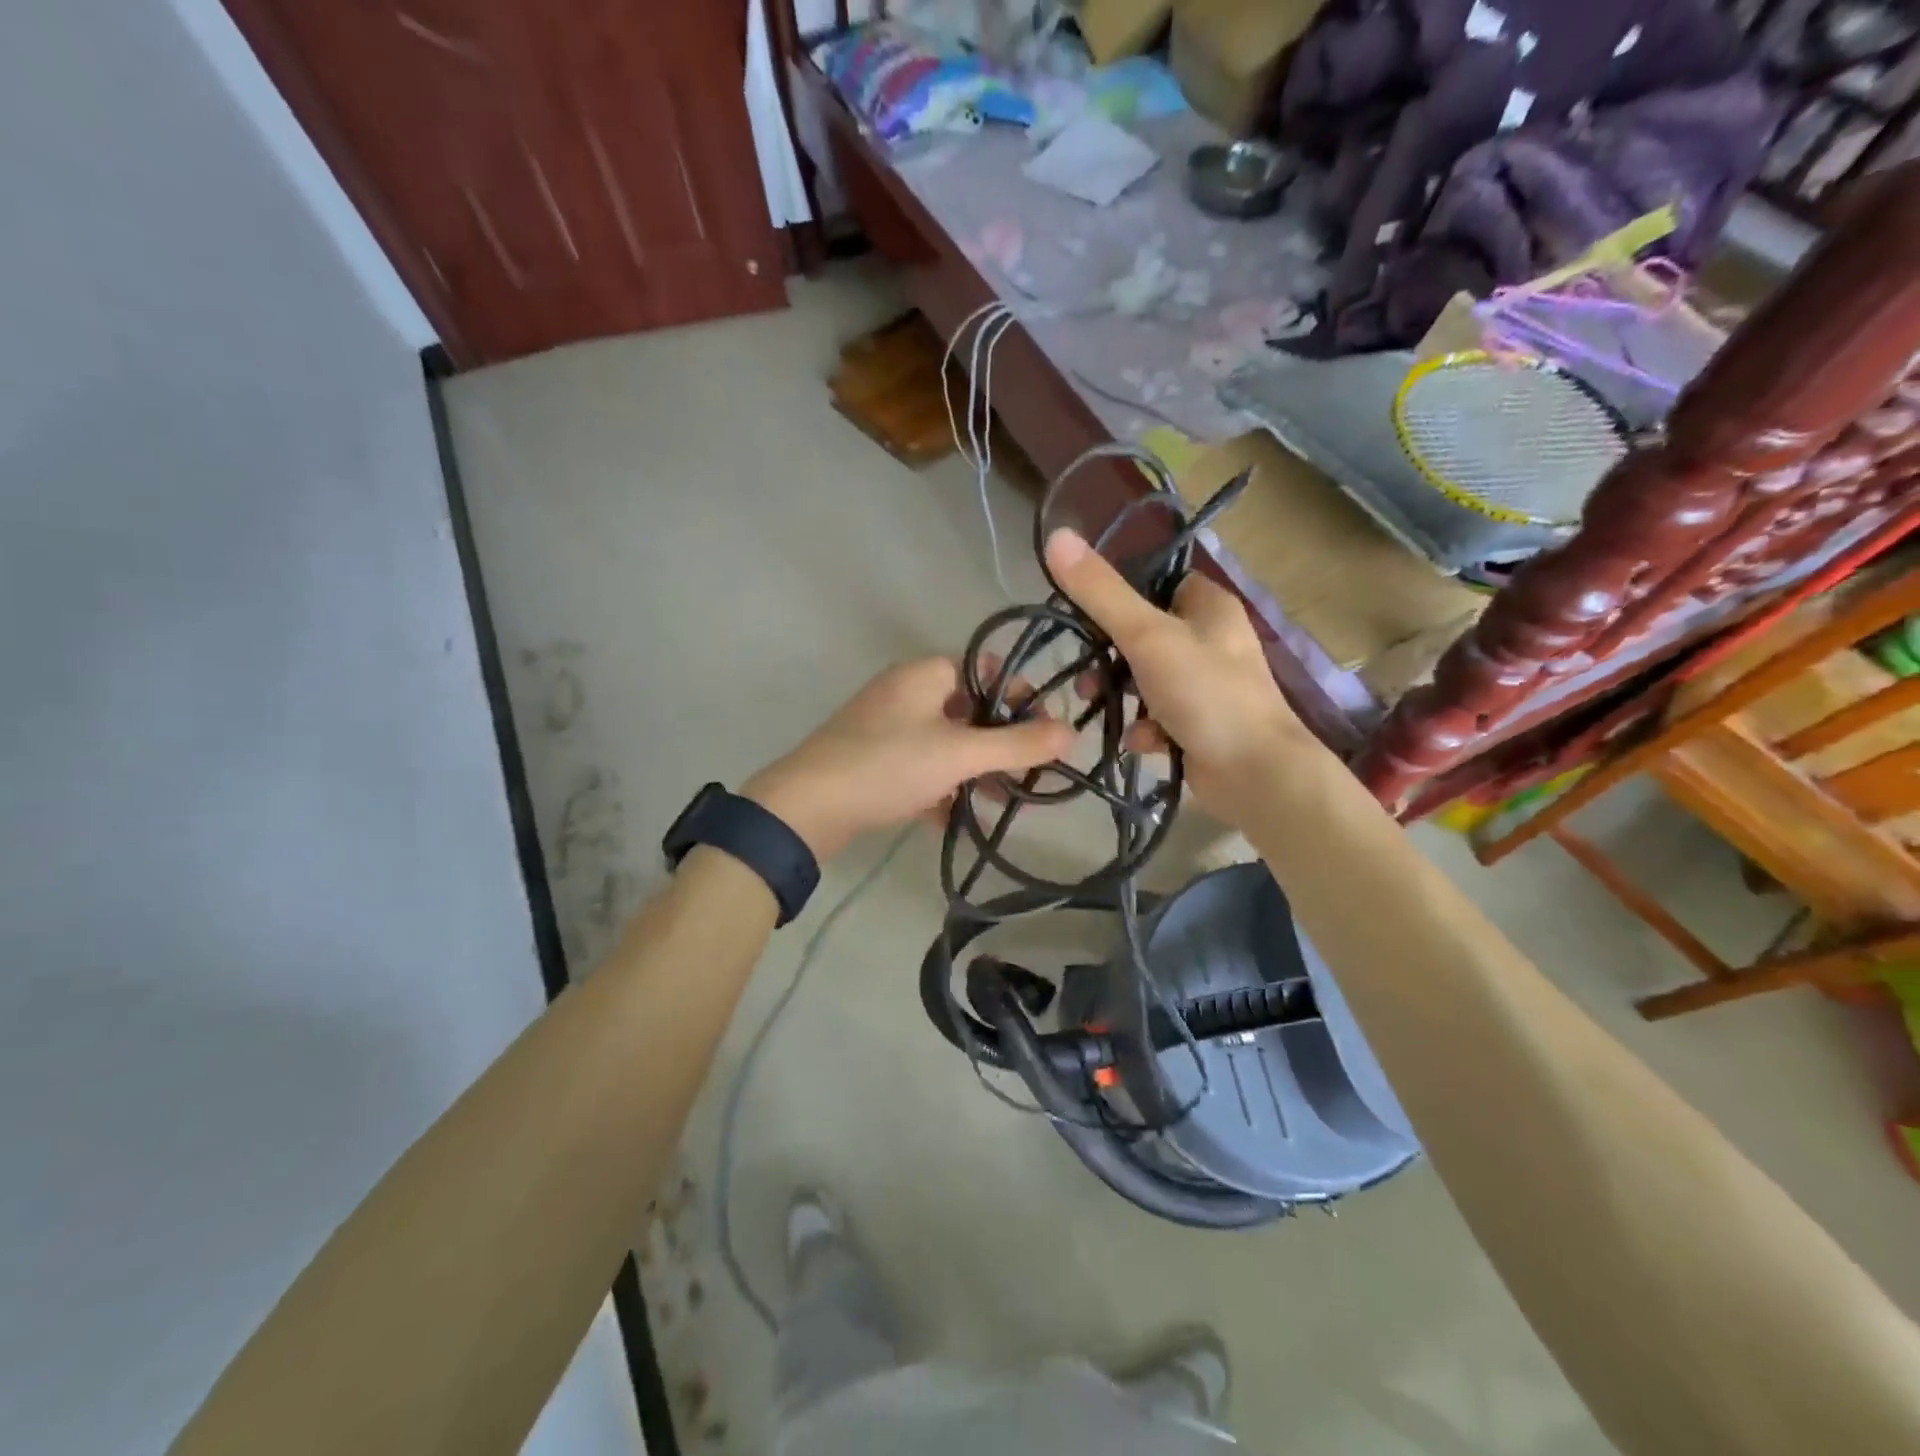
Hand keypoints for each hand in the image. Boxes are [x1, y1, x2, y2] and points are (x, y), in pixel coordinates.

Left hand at [744, 658, 1075, 860]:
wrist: (805, 808)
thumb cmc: (888, 765)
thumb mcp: (960, 754)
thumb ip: (1018, 744)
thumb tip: (1072, 733)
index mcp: (925, 675)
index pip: (987, 669)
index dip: (1020, 695)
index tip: (1045, 730)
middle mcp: (905, 693)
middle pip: (969, 710)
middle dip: (1001, 743)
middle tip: (1030, 775)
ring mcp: (886, 729)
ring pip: (945, 744)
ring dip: (974, 770)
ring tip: (1003, 802)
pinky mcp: (873, 762)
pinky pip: (920, 769)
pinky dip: (941, 789)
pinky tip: (957, 820)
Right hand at [1045, 528, 1319, 818]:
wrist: (1256, 773)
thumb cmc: (1205, 692)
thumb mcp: (1147, 636)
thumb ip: (1100, 592)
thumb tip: (1056, 536)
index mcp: (1209, 606)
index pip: (1159, 583)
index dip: (1122, 595)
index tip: (1086, 615)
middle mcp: (1212, 640)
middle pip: (1146, 634)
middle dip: (1110, 657)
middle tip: (1085, 674)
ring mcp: (1207, 685)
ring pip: (1147, 679)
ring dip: (1121, 694)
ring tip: (1096, 706)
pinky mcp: (1201, 725)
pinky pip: (1160, 717)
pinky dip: (1145, 727)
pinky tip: (1140, 742)